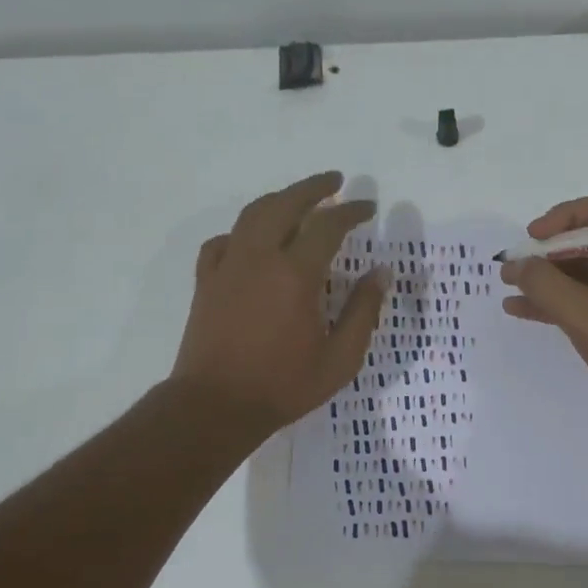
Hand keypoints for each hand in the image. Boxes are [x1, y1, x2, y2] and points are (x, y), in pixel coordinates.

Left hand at [172, 171, 385, 438]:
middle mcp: (260, 258)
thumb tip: (381, 273)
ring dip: (279, 199)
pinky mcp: (206, 281)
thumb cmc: (283, 385)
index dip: (351, 211)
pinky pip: (223, 241)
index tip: (368, 207)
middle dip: (313, 187)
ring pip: (252, 214)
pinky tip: (252, 240)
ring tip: (298, 198)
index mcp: (296, 275)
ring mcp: (228, 266)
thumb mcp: (340, 358)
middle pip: (286, 204)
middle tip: (335, 181)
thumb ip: (363, 312)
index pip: (328, 225)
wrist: (216, 406)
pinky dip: (243, 231)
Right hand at [500, 193, 587, 434]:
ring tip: (509, 286)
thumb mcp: (586, 314)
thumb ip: (545, 285)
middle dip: (551, 253)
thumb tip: (514, 264)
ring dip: (550, 278)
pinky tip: (522, 309)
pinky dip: (560, 302)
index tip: (532, 236)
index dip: (563, 218)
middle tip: (516, 263)